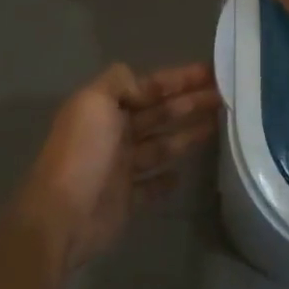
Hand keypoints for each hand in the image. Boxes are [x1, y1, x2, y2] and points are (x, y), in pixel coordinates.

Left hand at [15, 62, 218, 268]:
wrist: (62, 215)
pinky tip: (184, 174)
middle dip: (191, 103)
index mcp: (105, 109)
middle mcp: (114, 134)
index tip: (211, 72)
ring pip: (161, 146)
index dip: (179, 79)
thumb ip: (118, 82)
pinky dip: (167, 180)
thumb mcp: (94, 102)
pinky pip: (152, 186)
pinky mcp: (127, 200)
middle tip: (226, 97)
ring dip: (187, 135)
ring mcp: (121, 168)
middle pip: (159, 114)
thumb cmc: (82, 153)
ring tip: (219, 126)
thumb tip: (140, 81)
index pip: (149, 87)